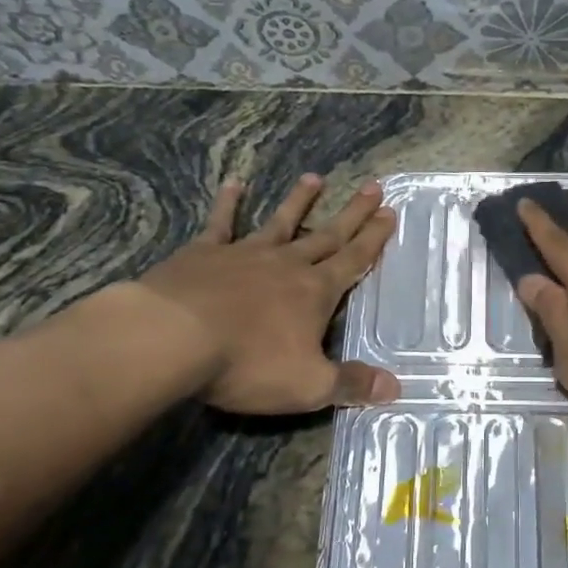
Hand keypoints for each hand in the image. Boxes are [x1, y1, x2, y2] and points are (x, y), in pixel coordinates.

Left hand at [120, 173, 400, 413]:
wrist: (172, 338)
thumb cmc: (247, 363)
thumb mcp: (309, 386)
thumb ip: (352, 384)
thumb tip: (395, 388)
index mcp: (315, 293)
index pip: (353, 261)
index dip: (374, 239)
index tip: (389, 213)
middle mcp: (286, 265)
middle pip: (327, 235)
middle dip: (352, 213)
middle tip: (373, 187)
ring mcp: (244, 254)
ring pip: (281, 222)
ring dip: (299, 201)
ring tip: (315, 178)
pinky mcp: (204, 254)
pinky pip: (221, 223)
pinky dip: (229, 203)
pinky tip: (234, 183)